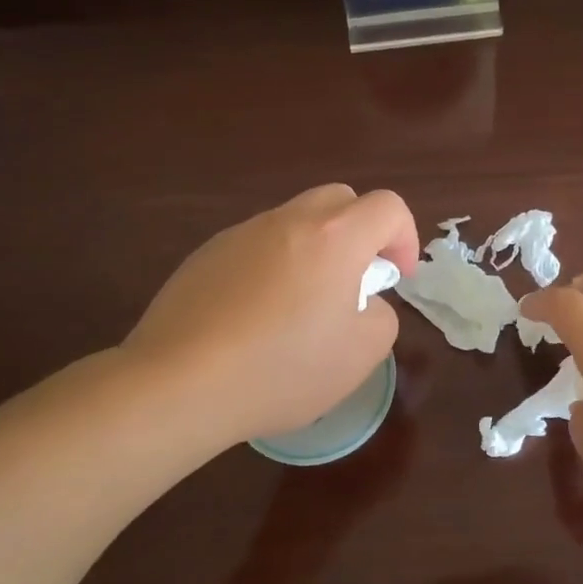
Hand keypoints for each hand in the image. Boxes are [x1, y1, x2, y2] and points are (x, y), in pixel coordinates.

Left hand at [121, 185, 418, 446]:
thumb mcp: (361, 354)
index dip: (403, 238)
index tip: (394, 280)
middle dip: (361, 234)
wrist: (179, 383)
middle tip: (354, 284)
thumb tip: (363, 302)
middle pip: (340, 200)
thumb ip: (381, 316)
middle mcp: (287, 221)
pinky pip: (256, 247)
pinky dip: (273, 268)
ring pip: (295, 222)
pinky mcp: (206, 255)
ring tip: (300, 309)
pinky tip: (255, 319)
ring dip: (315, 250)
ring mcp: (241, 234)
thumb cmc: (282, 368)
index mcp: (334, 237)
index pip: (388, 206)